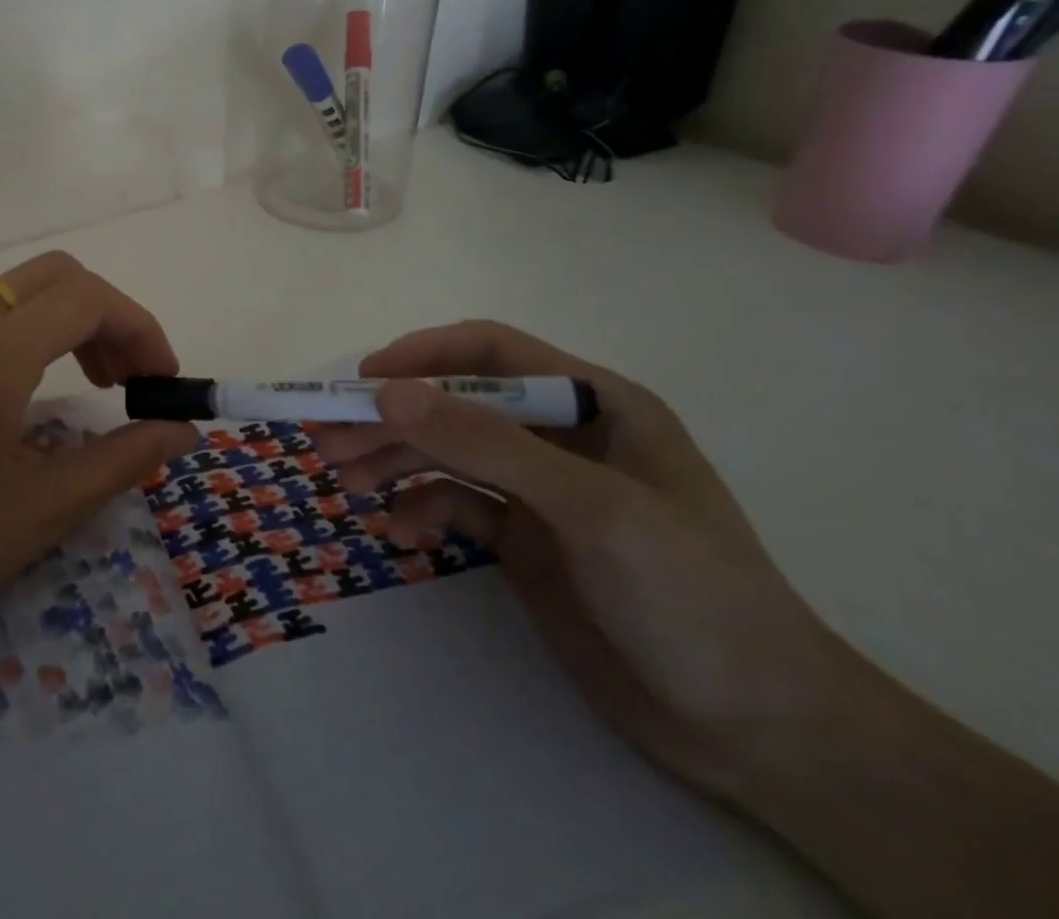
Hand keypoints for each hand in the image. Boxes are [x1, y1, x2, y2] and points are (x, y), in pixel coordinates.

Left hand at [0, 252, 196, 685]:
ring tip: (95, 382)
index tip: (162, 383)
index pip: (88, 298)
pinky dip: (31, 330)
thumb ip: (124, 458)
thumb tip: (183, 430)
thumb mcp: (43, 510)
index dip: (141, 329)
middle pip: (57, 275)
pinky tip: (35, 387)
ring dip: (70, 319)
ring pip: (19, 289)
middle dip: (109, 315)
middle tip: (131, 379)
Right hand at [306, 320, 848, 798]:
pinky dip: (420, 509)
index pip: (491, 354)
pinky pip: (456, 505)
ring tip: (343, 482)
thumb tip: (389, 392)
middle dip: (392, 418)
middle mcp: (561, 436)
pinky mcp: (525, 540)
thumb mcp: (591, 509)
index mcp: (594, 403)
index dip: (423, 355)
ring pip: (448, 454)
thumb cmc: (693, 597)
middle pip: (456, 405)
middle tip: (327, 439)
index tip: (363, 380)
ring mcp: (540, 490)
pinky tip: (396, 530)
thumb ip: (488, 445)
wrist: (761, 734)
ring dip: (393, 461)